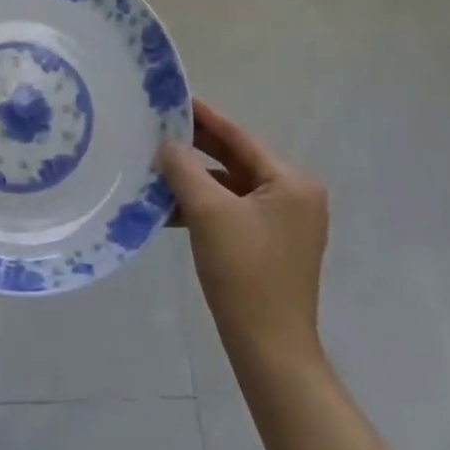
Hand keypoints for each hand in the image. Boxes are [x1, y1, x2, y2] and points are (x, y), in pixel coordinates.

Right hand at [160, 98, 329, 363]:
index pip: (239, 136)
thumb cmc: (244, 273)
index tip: (173, 97)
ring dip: (195, 180)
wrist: (269, 352)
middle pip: (236, 160)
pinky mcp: (270, 245)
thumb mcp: (208, 212)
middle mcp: (294, 195)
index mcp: (291, 181)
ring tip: (155, 166)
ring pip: (230, 187)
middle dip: (195, 148)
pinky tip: (168, 206)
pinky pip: (232, 211)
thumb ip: (184, 169)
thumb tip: (167, 144)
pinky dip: (203, 206)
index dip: (203, 116)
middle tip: (157, 128)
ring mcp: (284, 223)